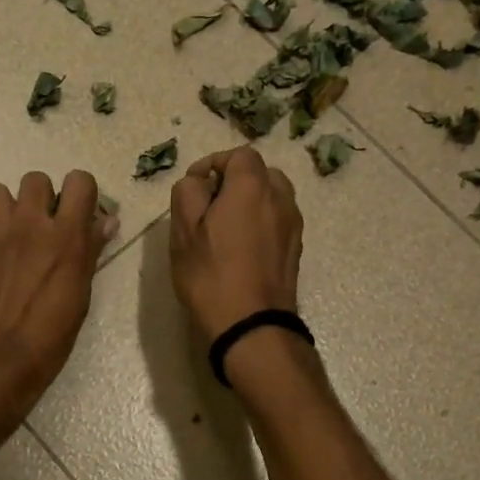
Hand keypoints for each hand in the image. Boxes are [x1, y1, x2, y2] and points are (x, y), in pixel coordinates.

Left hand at [0, 170, 117, 437]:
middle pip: (36, 179)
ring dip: (7, 207)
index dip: (81, 193)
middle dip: (42, 198)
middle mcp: (29, 224)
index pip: (79, 181)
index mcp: (65, 236)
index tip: (80, 214)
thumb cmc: (49, 337)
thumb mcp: (80, 295)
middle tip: (44, 227)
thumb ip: (90, 251)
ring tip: (12, 233)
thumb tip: (106, 221)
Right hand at [169, 146, 302, 341]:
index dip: (214, 163)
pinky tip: (241, 249)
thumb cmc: (211, 275)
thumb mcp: (184, 231)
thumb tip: (199, 182)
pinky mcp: (296, 249)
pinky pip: (277, 221)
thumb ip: (188, 192)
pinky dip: (261, 223)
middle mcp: (281, 198)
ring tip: (225, 228)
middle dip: (234, 182)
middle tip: (209, 206)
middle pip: (260, 173)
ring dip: (249, 203)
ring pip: (272, 198)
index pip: (239, 155)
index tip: (194, 185)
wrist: (252, 324)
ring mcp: (293, 225)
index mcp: (253, 187)